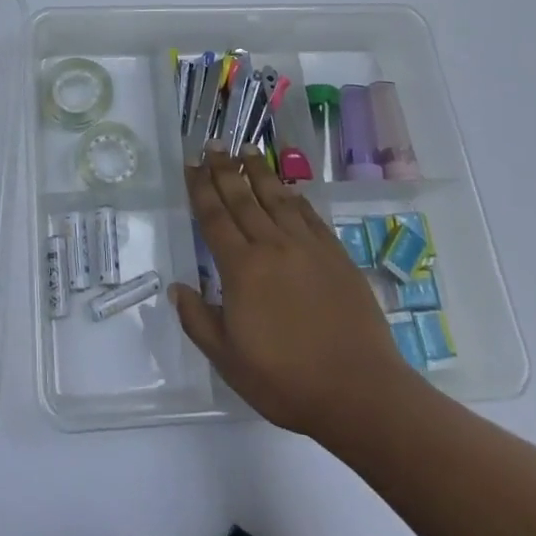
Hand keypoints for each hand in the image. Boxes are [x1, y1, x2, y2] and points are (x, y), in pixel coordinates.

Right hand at [171, 146, 417, 443]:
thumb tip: (176, 288)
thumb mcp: (228, 361)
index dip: (200, 188)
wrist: (359, 391)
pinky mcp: (335, 255)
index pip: (214, 217)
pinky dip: (294, 197)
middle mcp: (272, 246)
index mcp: (241, 269)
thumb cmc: (286, 381)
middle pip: (242, 198)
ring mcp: (307, 247)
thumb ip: (198, 321)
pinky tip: (287, 188)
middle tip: (213, 144)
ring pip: (276, 198)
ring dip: (259, 172)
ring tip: (246, 149)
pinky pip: (309, 215)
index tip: (191, 164)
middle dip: (224, 169)